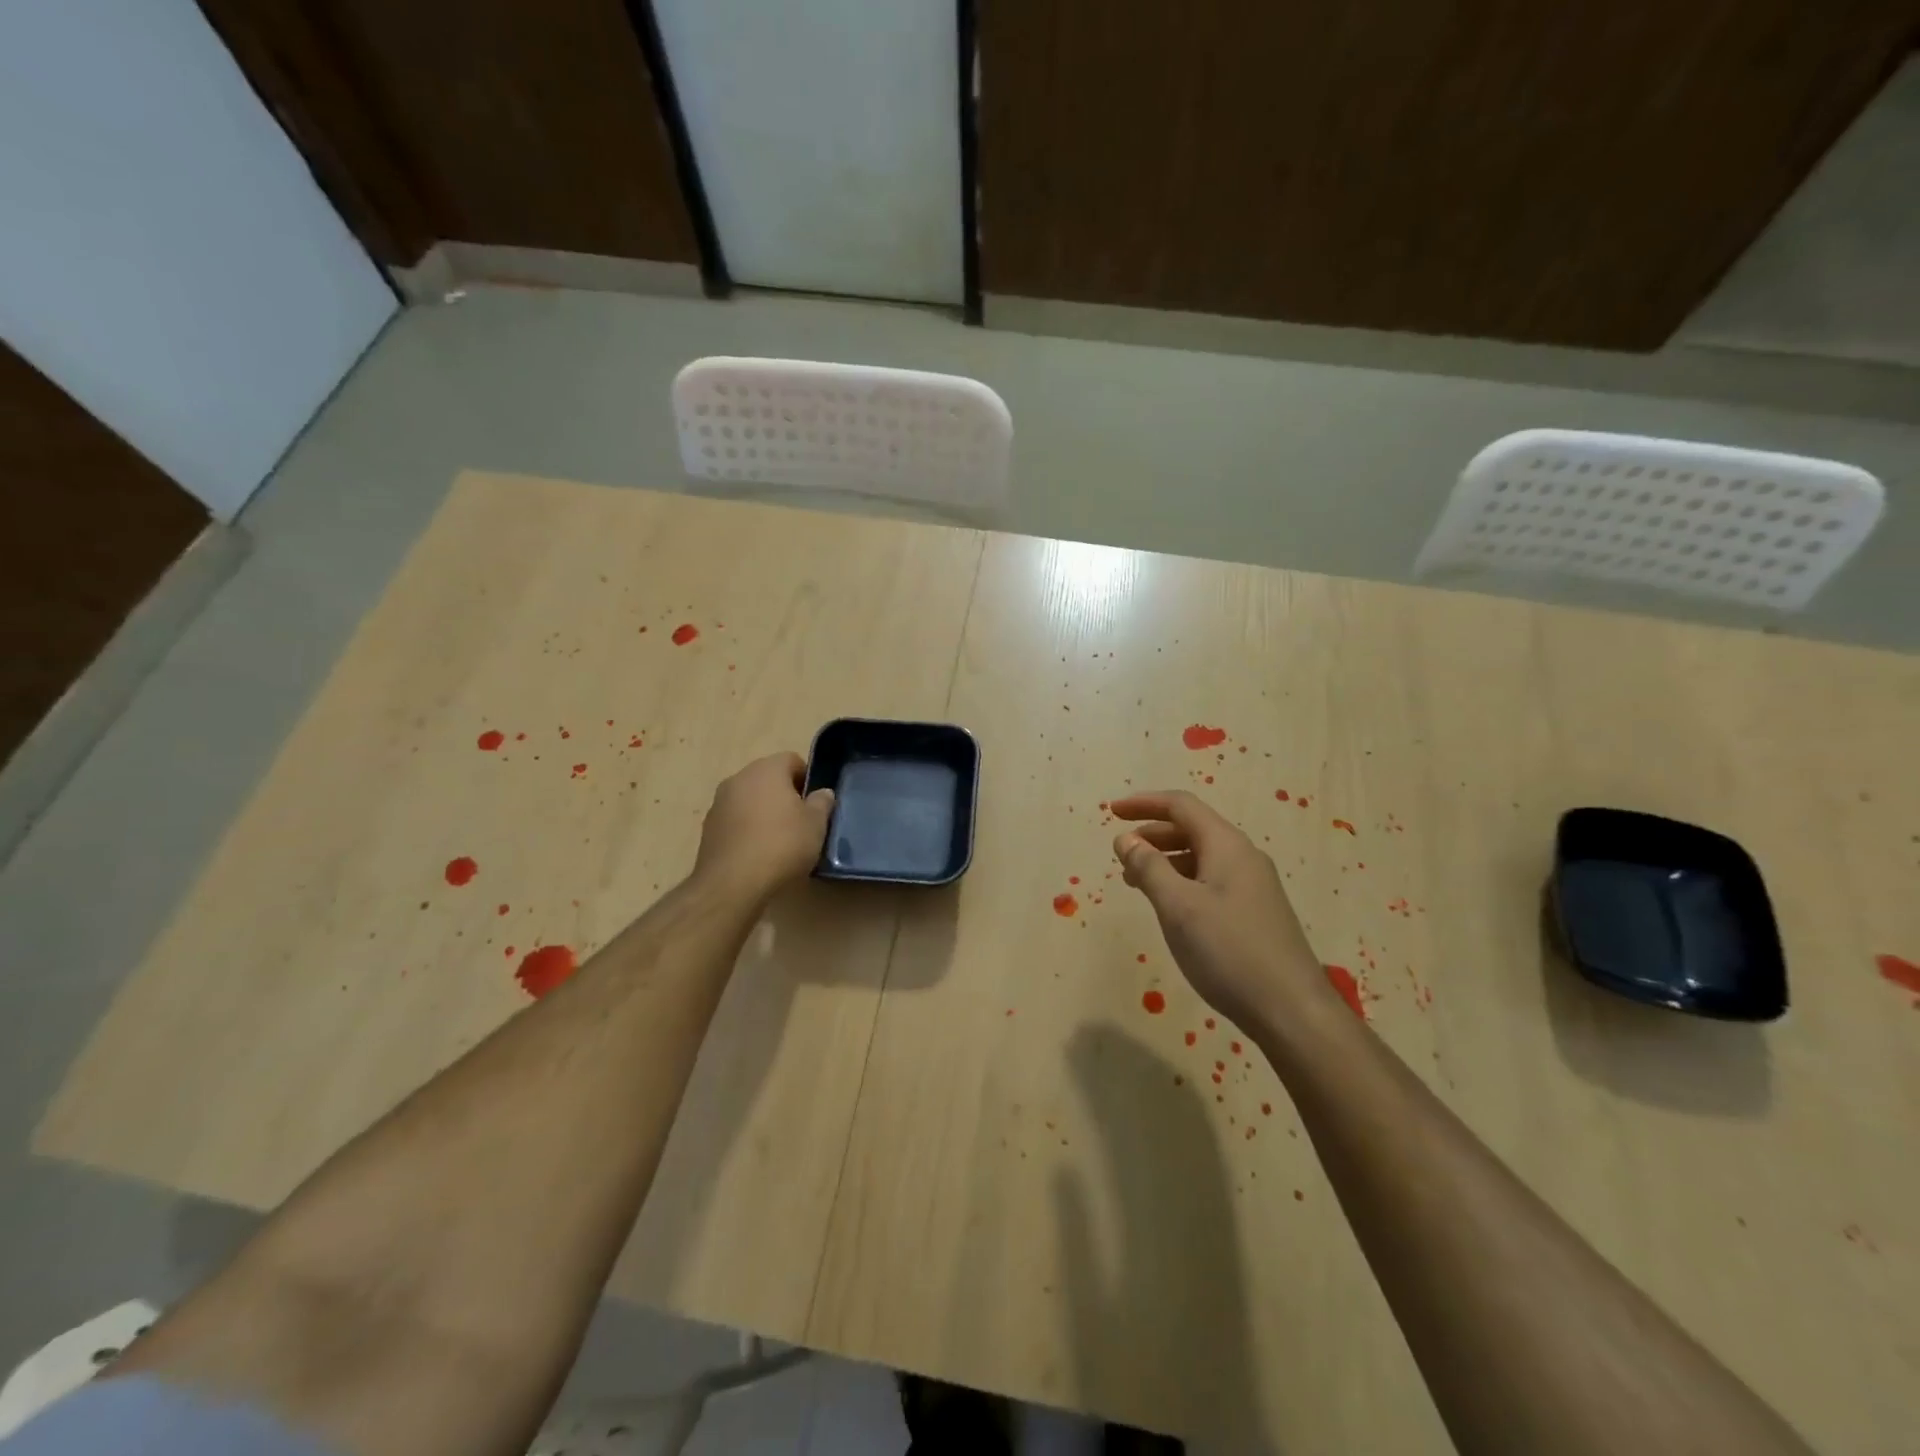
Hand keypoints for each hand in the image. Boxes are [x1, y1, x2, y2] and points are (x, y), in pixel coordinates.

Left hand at [694, 753, 834, 899]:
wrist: (732, 884)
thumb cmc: (782, 845)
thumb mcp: (816, 825)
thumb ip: (821, 803)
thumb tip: (822, 793)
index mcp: (766, 769)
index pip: (792, 760)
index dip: (807, 778)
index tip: (816, 803)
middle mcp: (739, 778)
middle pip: (768, 779)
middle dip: (785, 795)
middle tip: (801, 822)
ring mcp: (719, 803)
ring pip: (750, 799)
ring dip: (764, 812)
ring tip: (780, 840)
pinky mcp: (708, 828)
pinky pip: (736, 820)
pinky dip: (747, 830)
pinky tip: (758, 853)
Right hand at [1110, 791, 1336, 1031]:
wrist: (1291, 1010)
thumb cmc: (1229, 951)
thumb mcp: (1178, 907)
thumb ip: (1149, 867)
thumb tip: (1126, 839)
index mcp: (1226, 846)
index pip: (1181, 806)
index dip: (1144, 803)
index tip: (1111, 812)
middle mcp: (1243, 857)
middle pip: (1192, 828)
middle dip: (1152, 833)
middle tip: (1120, 853)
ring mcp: (1253, 885)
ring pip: (1201, 856)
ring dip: (1165, 859)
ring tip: (1135, 882)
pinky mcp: (1255, 912)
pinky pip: (1211, 879)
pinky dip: (1182, 880)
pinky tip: (1170, 906)